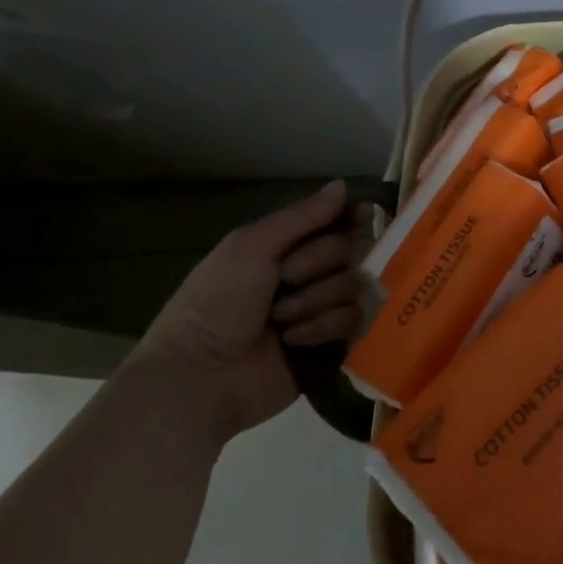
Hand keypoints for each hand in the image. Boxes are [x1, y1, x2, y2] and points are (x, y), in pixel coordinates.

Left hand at [130, 181, 371, 442]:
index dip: (351, 217)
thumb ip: (301, 216)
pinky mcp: (331, 344)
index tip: (363, 215)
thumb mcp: (249, 248)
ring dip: (318, 299)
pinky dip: (324, 326)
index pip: (333, 222)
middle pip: (349, 249)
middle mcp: (307, 275)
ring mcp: (320, 309)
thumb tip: (343, 184)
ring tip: (282, 320)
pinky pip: (353, 319)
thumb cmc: (216, 305)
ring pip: (353, 284)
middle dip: (319, 262)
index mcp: (284, 248)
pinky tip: (294, 339)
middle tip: (286, 280)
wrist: (199, 378)